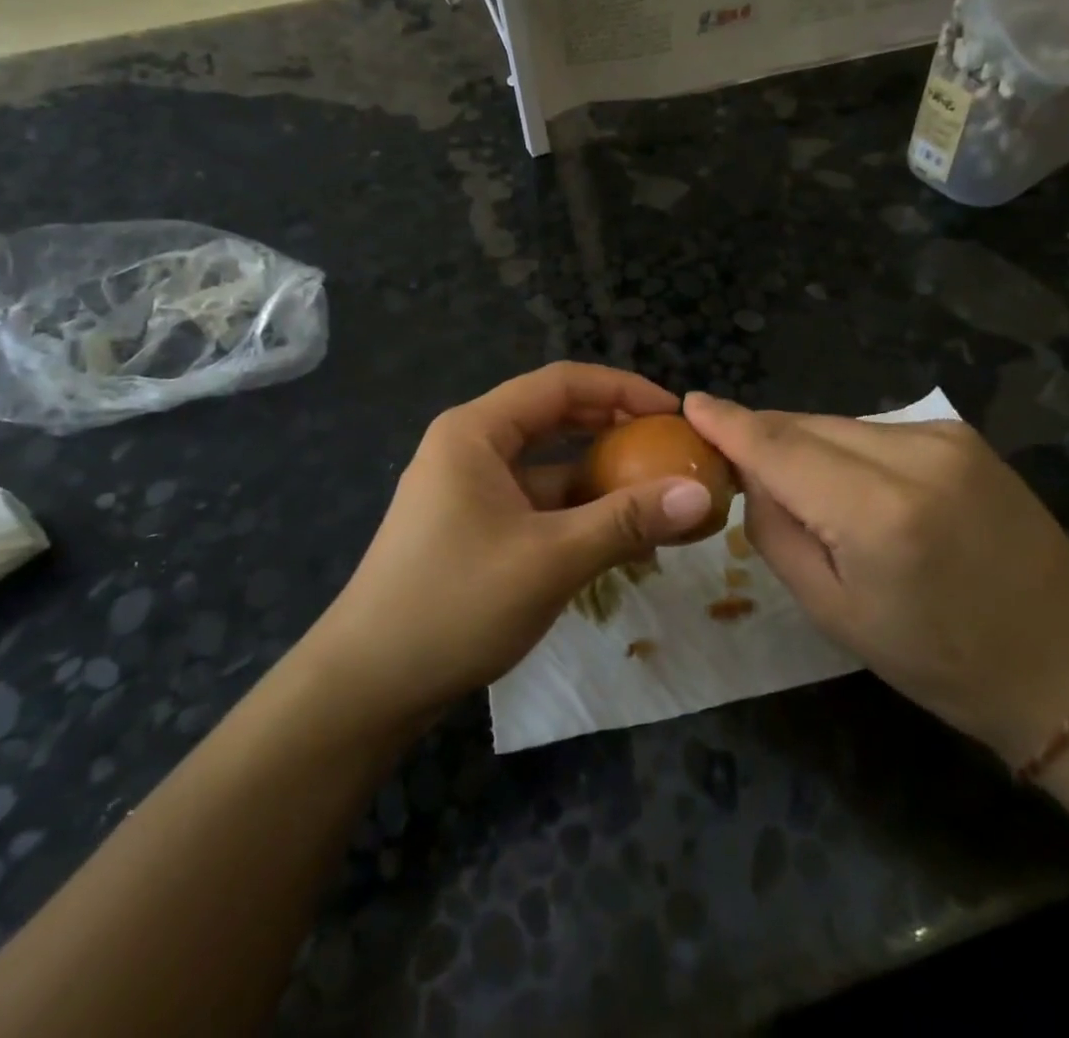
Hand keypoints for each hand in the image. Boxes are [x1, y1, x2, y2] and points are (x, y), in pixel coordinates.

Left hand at [306, 363, 718, 724]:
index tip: (673, 413)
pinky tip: (618, 536)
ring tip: (657, 493)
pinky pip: (535, 501)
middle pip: (553, 417)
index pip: (560, 383)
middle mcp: (470, 446)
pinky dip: (576, 510)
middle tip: (670, 447)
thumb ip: (626, 520)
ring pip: (547, 464)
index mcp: (476, 431)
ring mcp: (469, 488)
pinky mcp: (473, 525)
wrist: (368, 684)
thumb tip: (700, 493)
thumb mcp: (550, 558)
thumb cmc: (455, 604)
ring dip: (599, 475)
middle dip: (614, 428)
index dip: (622, 389)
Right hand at [683, 391, 1068, 765]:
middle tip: (733, 461)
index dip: (729, 423)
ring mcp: (943, 437)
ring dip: (805, 445)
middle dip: (763, 437)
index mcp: (878, 513)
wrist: (1064, 661)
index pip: (779, 447)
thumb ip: (776, 530)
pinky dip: (844, 448)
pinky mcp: (960, 434)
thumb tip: (751, 474)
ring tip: (805, 491)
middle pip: (805, 425)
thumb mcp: (830, 610)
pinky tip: (852, 486)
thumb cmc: (936, 658)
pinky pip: (872, 430)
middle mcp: (913, 455)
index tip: (691, 404)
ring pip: (836, 424)